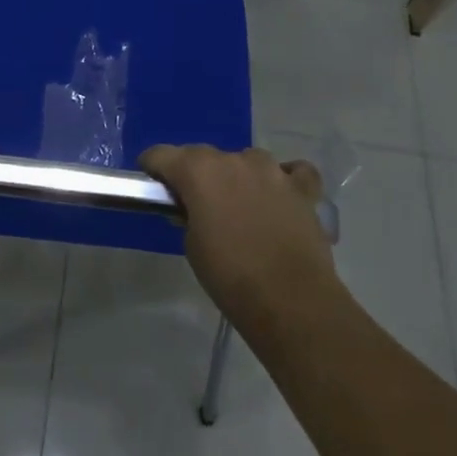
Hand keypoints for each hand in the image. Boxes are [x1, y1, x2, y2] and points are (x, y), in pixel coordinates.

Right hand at [139, 144, 337, 329]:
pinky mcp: (303, 188)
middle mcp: (234, 160)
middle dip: (197, 174)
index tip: (153, 184)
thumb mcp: (193, 246)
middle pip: (205, 156)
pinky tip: (282, 196)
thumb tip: (195, 209)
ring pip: (248, 160)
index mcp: (199, 171)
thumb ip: (189, 216)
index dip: (154, 167)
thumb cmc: (230, 276)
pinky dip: (286, 179)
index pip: (162, 154)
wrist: (291, 301)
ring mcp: (273, 171)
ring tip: (242, 206)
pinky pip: (293, 172)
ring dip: (239, 177)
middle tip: (197, 204)